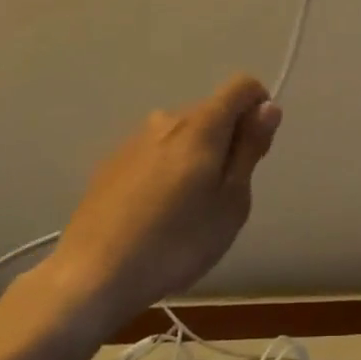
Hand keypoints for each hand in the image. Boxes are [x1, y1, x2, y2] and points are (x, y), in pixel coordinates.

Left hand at [17, 76, 281, 331]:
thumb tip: (267, 107)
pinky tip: (154, 214)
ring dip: (195, 156)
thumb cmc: (176, 241)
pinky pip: (154, 152)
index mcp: (202, 124)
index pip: (242, 85)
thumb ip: (250, 149)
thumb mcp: (231, 202)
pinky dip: (166, 170)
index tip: (256, 147)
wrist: (92, 274)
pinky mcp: (112, 162)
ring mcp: (135, 138)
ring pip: (181, 134)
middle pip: (212, 111)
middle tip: (223, 195)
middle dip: (227, 139)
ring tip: (186, 210)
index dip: (259, 106)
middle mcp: (168, 118)